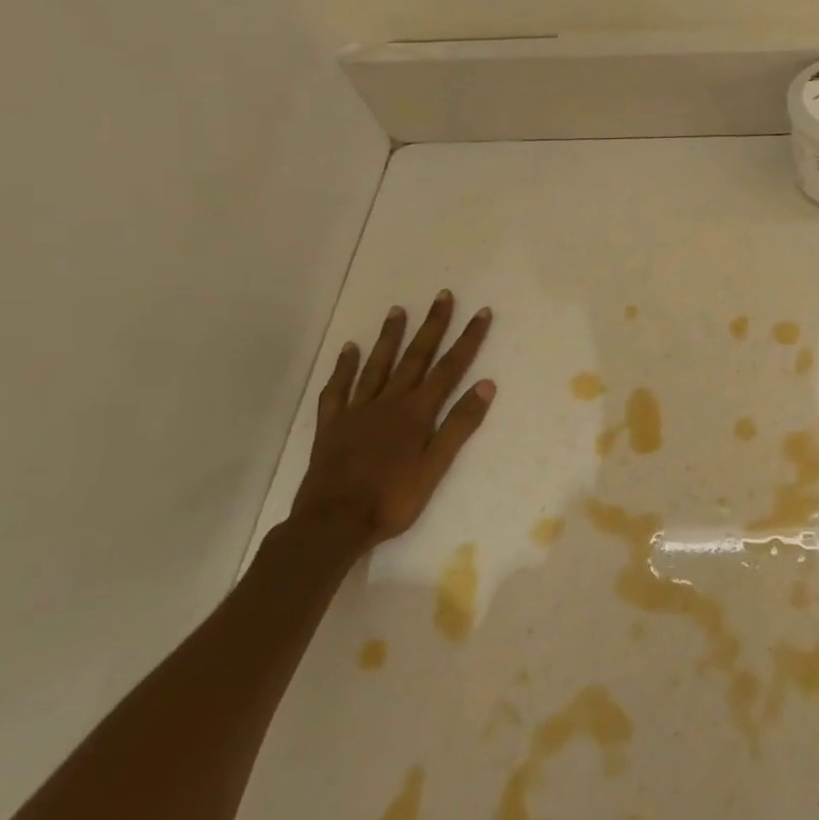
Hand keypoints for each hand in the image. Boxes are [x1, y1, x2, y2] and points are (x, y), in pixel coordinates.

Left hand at [291, 290, 495, 548]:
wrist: (333, 523)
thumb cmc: (392, 499)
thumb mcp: (436, 466)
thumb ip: (459, 424)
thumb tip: (486, 385)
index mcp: (417, 412)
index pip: (449, 368)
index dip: (467, 339)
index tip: (481, 313)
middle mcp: (389, 402)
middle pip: (415, 357)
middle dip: (432, 326)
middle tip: (442, 296)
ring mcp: (357, 411)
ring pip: (377, 366)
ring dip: (389, 337)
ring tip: (398, 310)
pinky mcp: (332, 426)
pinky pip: (337, 390)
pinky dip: (343, 368)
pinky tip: (348, 350)